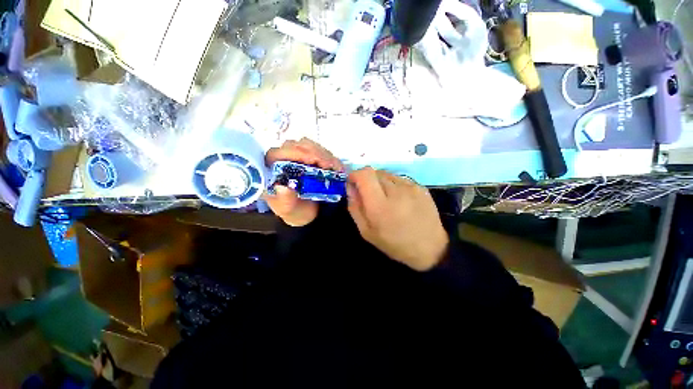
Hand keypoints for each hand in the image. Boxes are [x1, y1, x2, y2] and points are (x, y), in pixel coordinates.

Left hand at [265, 138, 343, 226]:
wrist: (309, 214)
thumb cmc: (295, 210)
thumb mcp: (288, 209)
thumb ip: (285, 200)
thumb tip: (282, 187)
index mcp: (273, 170)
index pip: (277, 153)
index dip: (292, 153)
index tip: (310, 160)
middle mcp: (285, 159)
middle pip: (296, 145)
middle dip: (313, 152)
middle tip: (326, 164)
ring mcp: (300, 157)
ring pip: (309, 146)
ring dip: (323, 154)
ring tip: (333, 167)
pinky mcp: (314, 158)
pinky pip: (321, 151)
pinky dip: (330, 158)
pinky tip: (336, 167)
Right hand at [347, 167, 448, 270]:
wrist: (430, 248)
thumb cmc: (394, 243)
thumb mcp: (366, 231)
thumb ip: (355, 207)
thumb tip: (350, 187)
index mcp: (379, 205)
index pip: (364, 174)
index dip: (355, 175)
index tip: (353, 184)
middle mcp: (395, 191)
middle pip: (374, 172)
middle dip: (367, 181)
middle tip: (369, 195)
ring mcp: (410, 187)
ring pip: (386, 174)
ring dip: (380, 182)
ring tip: (386, 199)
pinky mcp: (420, 186)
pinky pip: (399, 179)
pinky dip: (393, 185)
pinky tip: (399, 200)